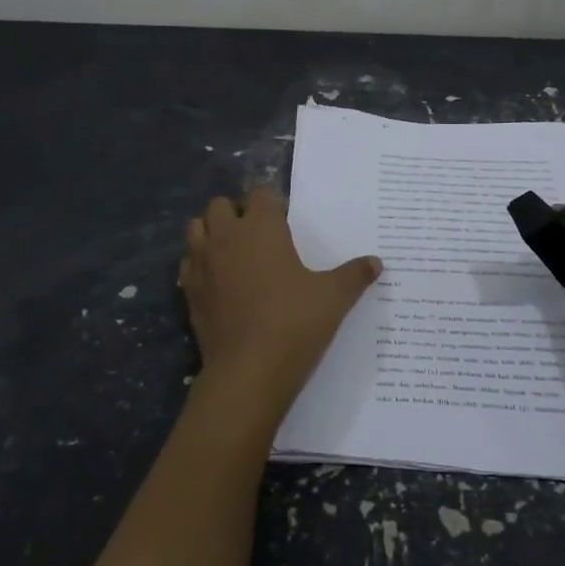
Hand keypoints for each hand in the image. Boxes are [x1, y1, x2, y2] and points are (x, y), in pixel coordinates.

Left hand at [179, 187, 381, 430]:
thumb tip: (376, 262)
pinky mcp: (189, 291)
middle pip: (221, 205)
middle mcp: (226, 236)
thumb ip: (354, 275)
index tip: (286, 221)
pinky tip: (219, 281)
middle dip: (237, 213)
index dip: (273, 204)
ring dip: (212, 232)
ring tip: (234, 252)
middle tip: (259, 236)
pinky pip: (188, 263)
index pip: (261, 194)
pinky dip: (200, 264)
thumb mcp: (334, 297)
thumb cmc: (295, 323)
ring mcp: (202, 263)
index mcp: (261, 227)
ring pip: (196, 228)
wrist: (249, 371)